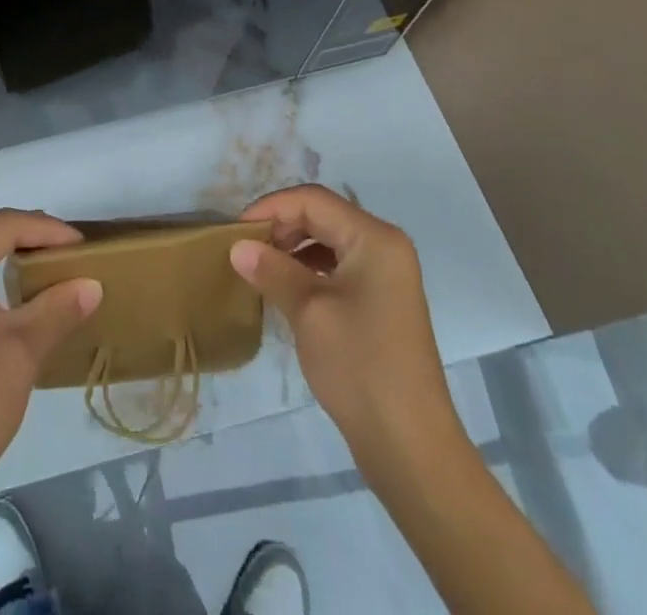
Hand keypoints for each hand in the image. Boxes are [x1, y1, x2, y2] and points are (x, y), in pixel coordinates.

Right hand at [232, 185, 457, 453]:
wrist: (410, 446)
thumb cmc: (360, 366)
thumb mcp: (308, 311)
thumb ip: (272, 270)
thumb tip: (237, 247)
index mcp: (374, 238)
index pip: (313, 200)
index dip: (271, 207)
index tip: (236, 231)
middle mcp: (384, 246)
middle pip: (323, 215)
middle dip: (281, 226)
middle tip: (245, 249)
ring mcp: (385, 275)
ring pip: (328, 240)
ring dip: (292, 248)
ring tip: (259, 268)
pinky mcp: (380, 302)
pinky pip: (337, 267)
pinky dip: (308, 269)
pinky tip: (284, 289)